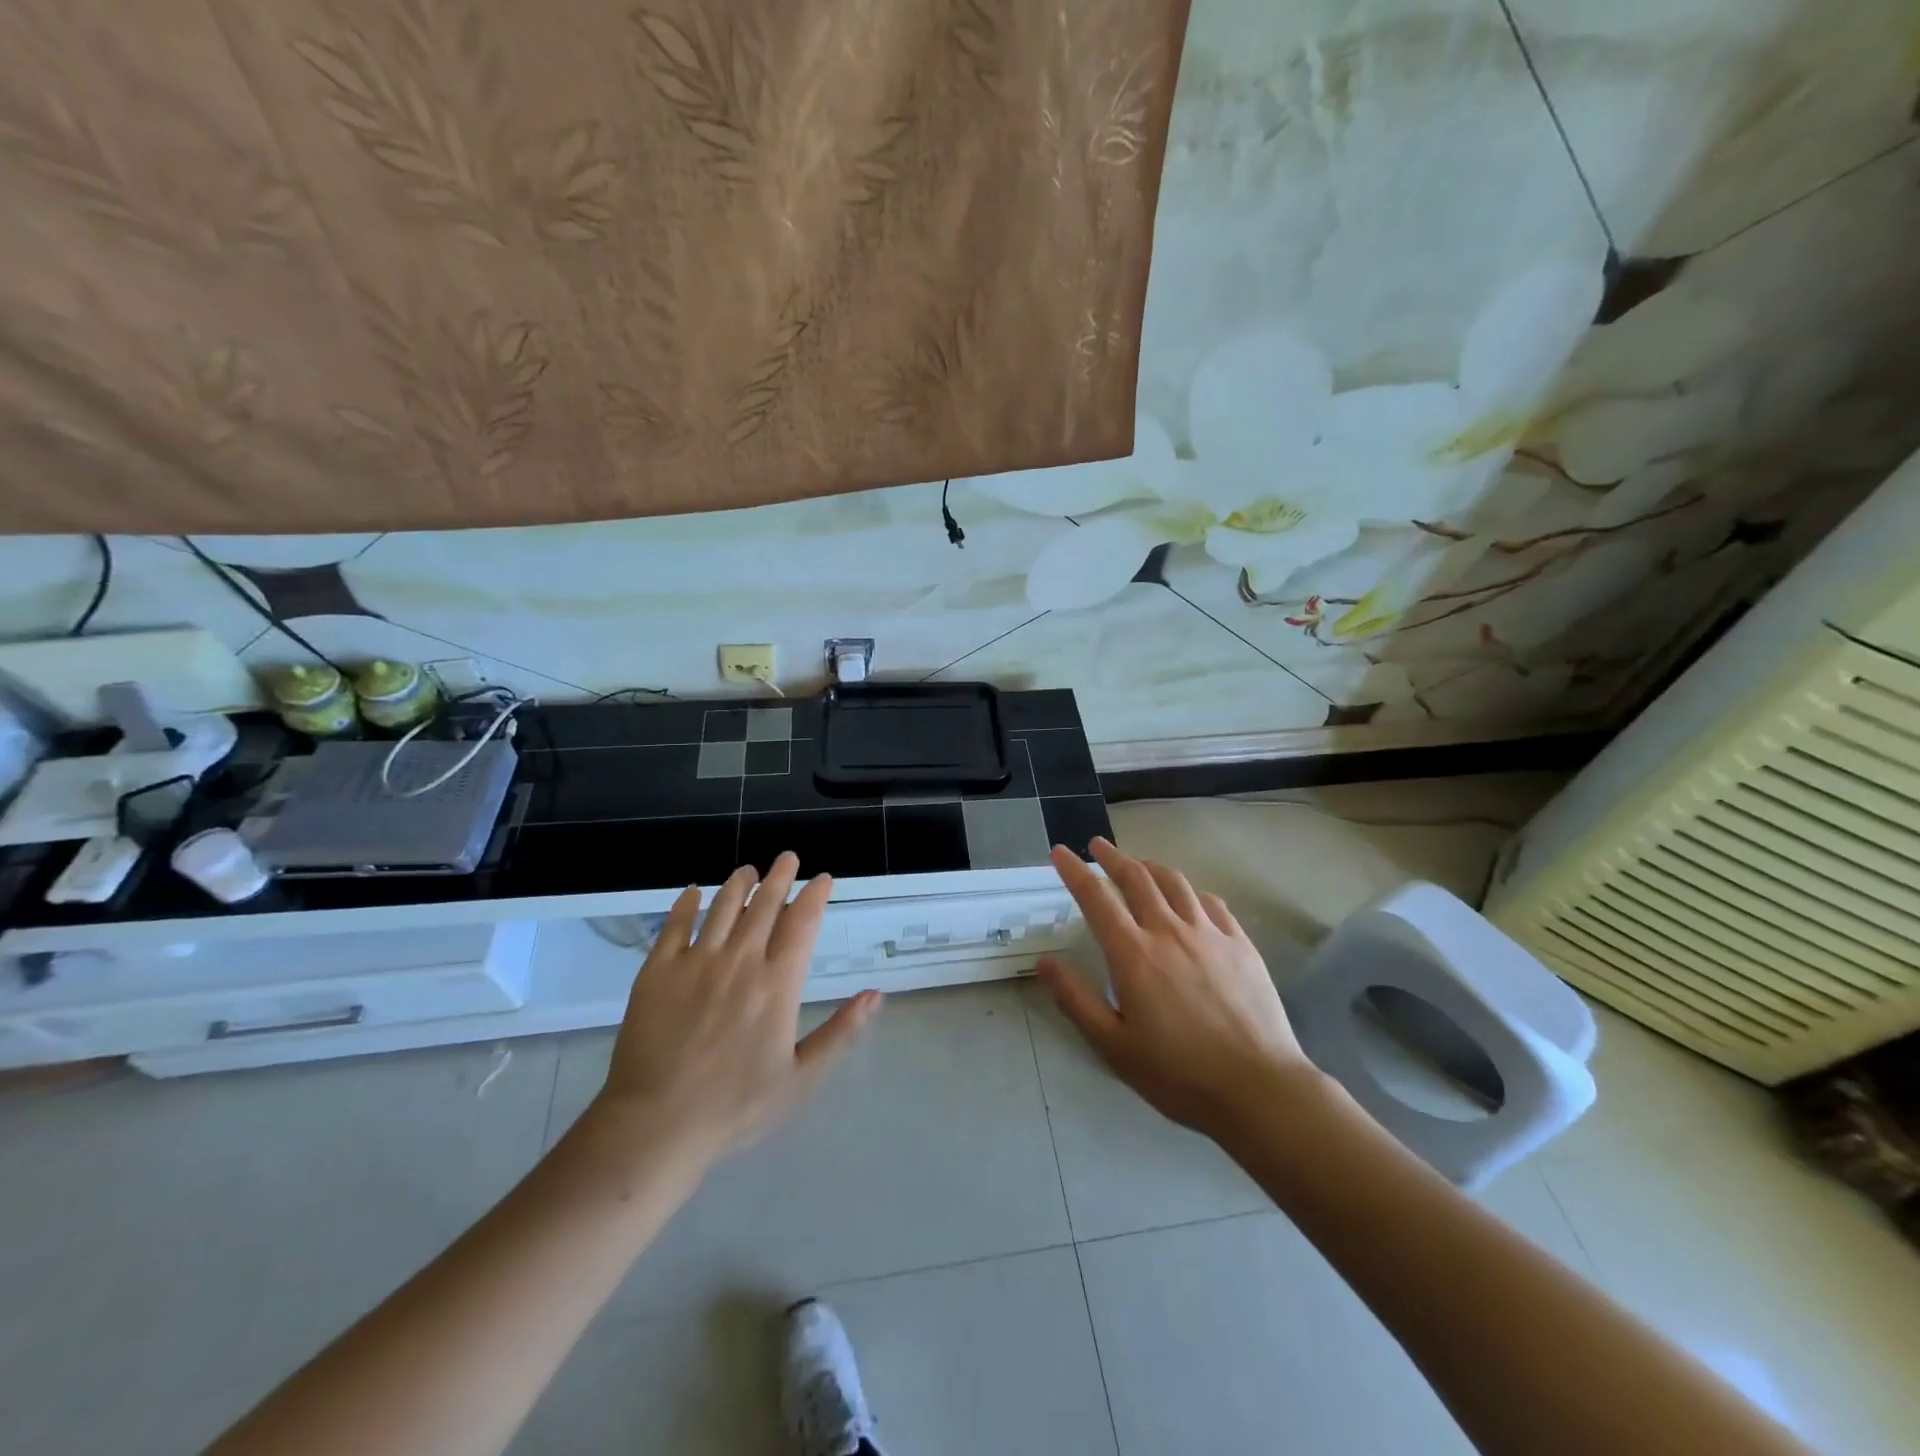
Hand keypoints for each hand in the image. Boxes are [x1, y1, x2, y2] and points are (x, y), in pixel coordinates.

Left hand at [592, 852, 880, 1163]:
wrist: (657, 1124)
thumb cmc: (736, 1106)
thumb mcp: (802, 1078)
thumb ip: (841, 1032)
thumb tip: (875, 994)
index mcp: (778, 984)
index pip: (802, 924)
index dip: (814, 896)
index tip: (823, 878)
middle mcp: (741, 961)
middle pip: (765, 905)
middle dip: (780, 877)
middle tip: (787, 857)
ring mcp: (696, 962)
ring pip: (723, 907)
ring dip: (739, 883)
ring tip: (747, 870)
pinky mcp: (657, 971)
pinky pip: (674, 925)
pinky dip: (686, 904)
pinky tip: (693, 892)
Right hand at [1040, 837, 1319, 1140]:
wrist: (1259, 1088)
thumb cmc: (1179, 1074)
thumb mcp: (1113, 1047)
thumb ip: (1076, 1000)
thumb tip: (1045, 962)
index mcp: (1133, 954)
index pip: (1096, 898)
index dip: (1074, 871)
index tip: (1060, 852)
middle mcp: (1169, 931)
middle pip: (1136, 878)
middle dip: (1112, 857)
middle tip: (1097, 846)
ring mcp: (1209, 933)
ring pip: (1175, 882)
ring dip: (1150, 866)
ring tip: (1138, 864)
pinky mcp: (1240, 944)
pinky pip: (1211, 902)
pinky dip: (1190, 891)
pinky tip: (1189, 897)